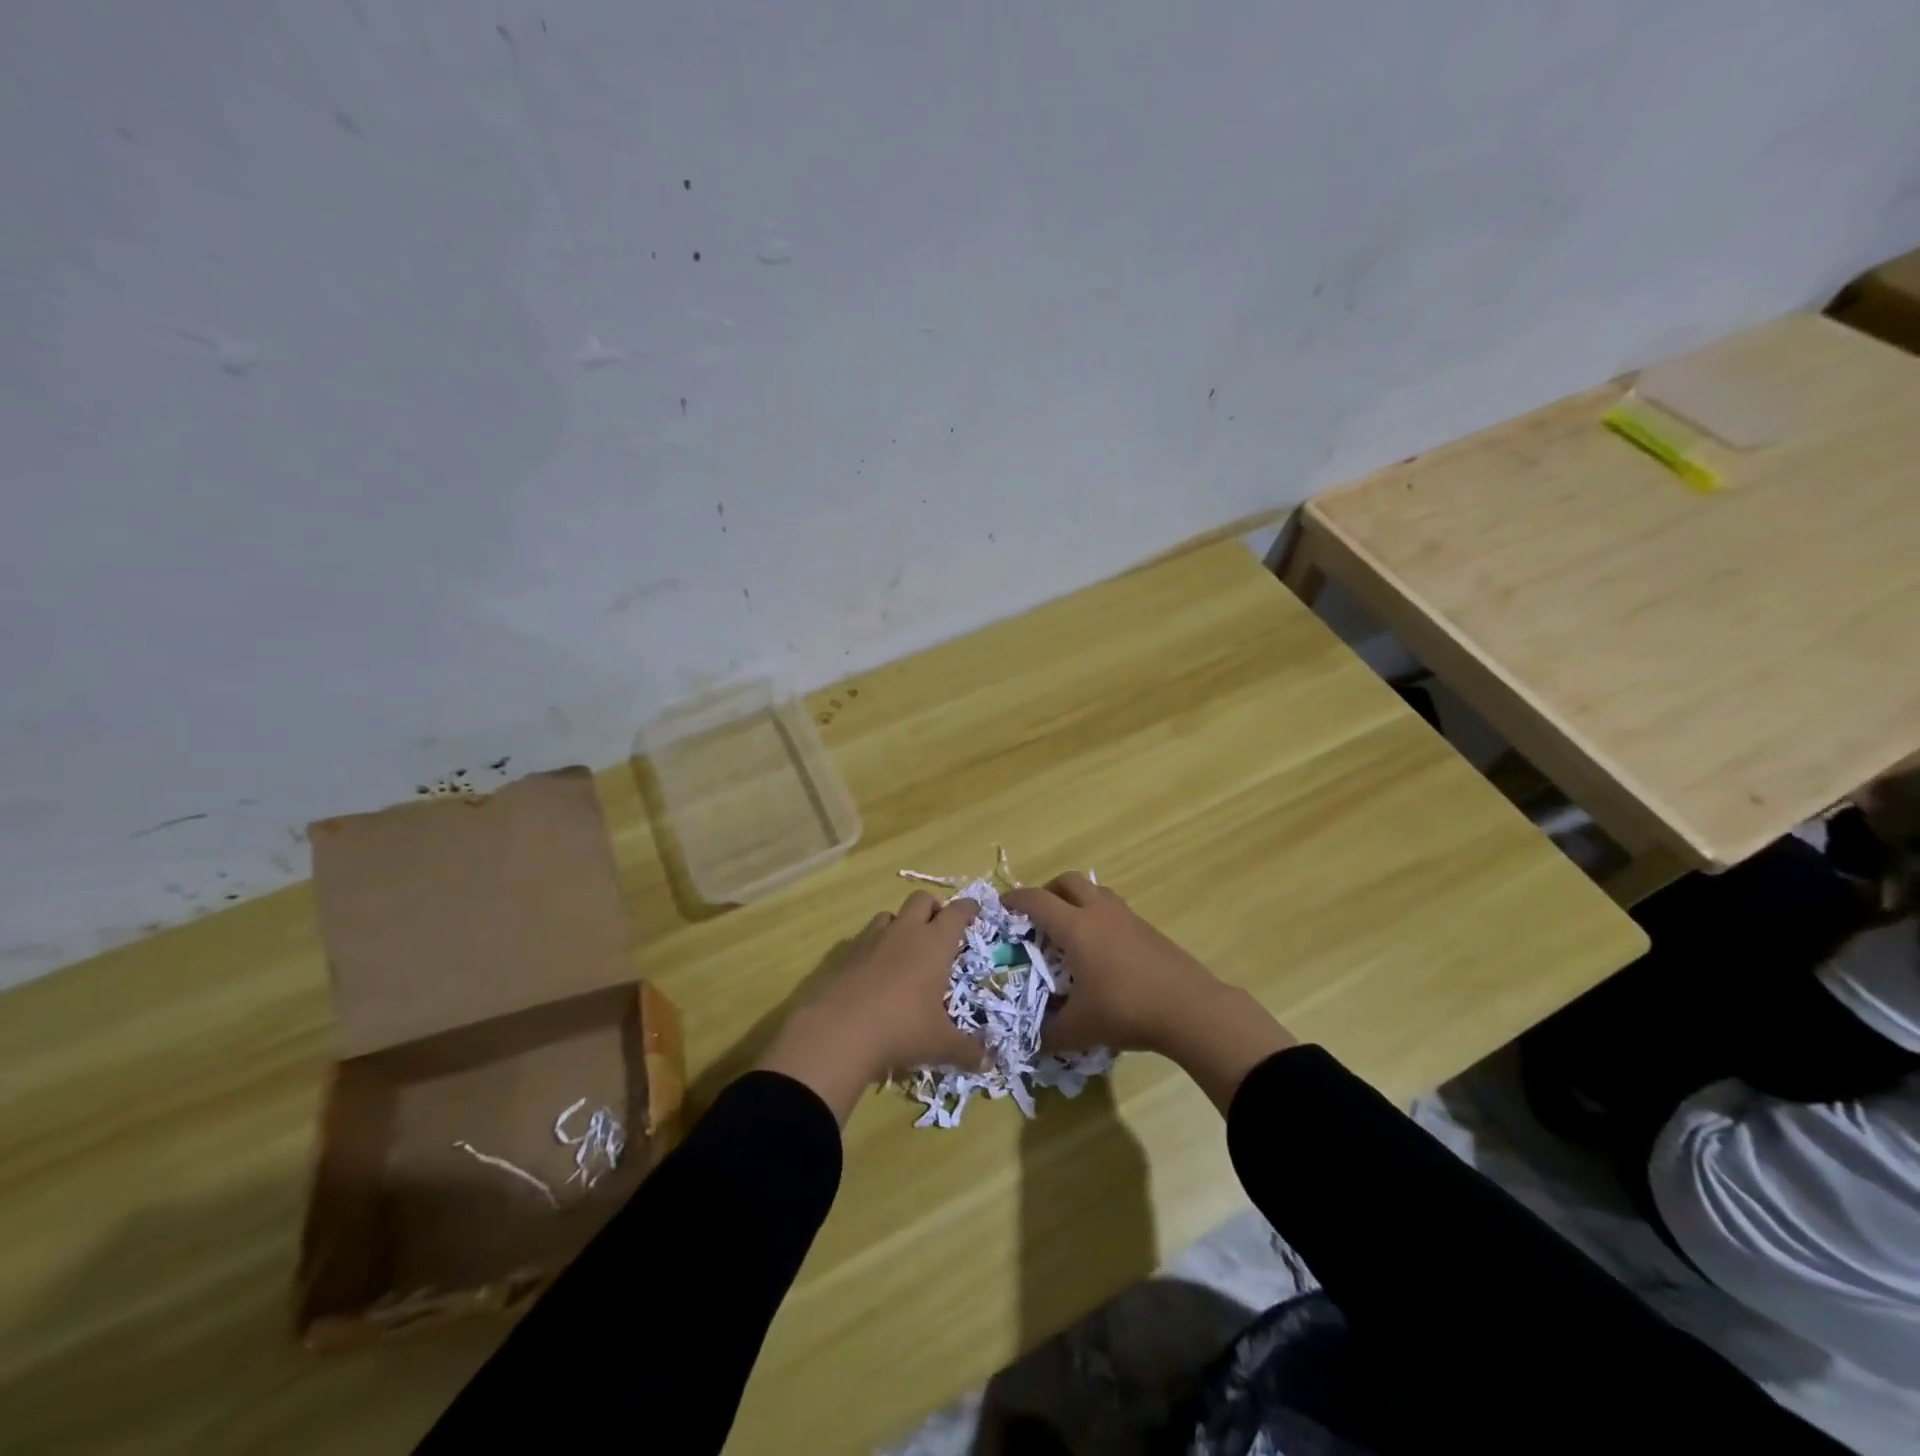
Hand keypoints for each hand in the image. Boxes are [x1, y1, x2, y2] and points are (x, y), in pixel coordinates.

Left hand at [756, 891, 984, 1122]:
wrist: (838, 1032)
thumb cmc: (901, 1029)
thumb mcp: (940, 1044)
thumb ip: (967, 1051)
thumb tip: (988, 1063)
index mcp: (934, 944)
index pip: (957, 912)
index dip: (968, 908)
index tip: (974, 910)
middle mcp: (905, 932)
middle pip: (922, 899)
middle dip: (934, 908)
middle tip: (939, 930)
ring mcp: (872, 939)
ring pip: (891, 914)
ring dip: (902, 923)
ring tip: (906, 948)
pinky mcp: (847, 953)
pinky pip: (866, 937)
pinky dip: (876, 945)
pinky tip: (876, 969)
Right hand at [1004, 873, 1221, 1055]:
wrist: (1190, 1009)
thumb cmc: (1126, 1011)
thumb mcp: (1079, 1030)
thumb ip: (1049, 1034)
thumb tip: (1031, 1042)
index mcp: (1076, 928)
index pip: (1037, 901)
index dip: (1015, 900)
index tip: (1001, 907)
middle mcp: (1099, 913)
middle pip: (1068, 881)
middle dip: (1048, 892)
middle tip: (1038, 915)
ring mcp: (1128, 918)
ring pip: (1096, 891)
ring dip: (1077, 900)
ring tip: (1070, 929)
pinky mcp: (1148, 929)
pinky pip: (1115, 910)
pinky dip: (1100, 917)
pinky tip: (1101, 950)